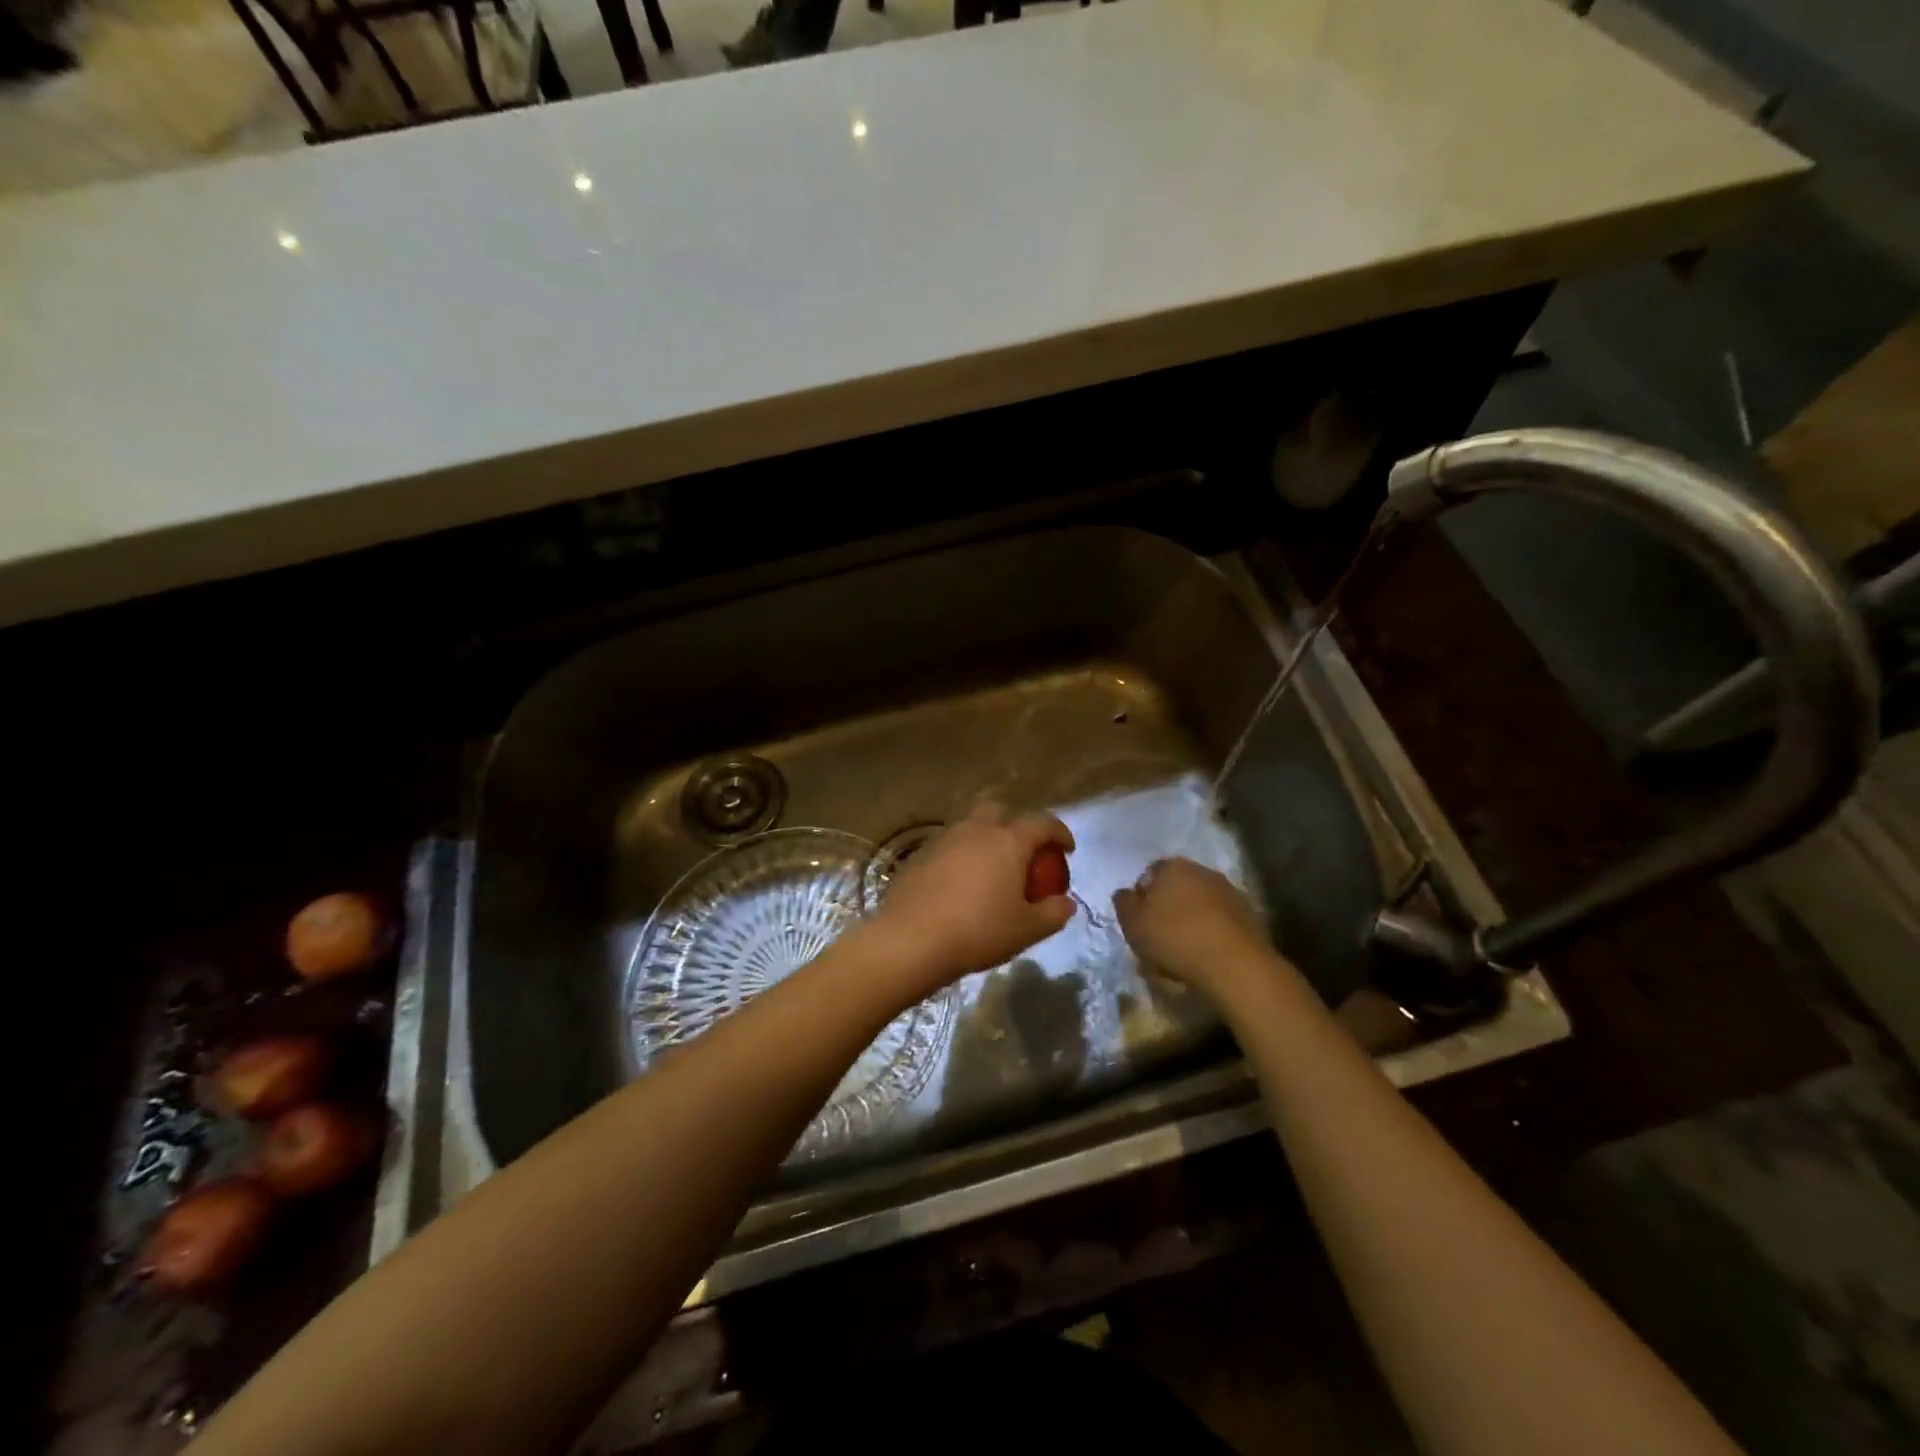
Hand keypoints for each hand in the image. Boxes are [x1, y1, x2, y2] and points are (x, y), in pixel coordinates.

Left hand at [864, 803, 1075, 993]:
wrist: (911, 939)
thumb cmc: (978, 931)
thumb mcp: (1027, 930)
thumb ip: (1054, 913)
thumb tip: (1066, 903)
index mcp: (1008, 840)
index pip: (1042, 822)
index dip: (1060, 833)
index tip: (1067, 849)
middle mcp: (976, 829)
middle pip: (1000, 809)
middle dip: (1016, 823)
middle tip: (1024, 851)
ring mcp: (944, 839)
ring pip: (970, 825)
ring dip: (986, 838)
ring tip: (992, 869)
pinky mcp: (920, 855)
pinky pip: (949, 846)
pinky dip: (961, 856)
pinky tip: (961, 884)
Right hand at [1112, 858, 1271, 996]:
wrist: (1234, 964)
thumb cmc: (1174, 938)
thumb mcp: (1132, 924)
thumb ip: (1123, 903)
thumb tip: (1126, 893)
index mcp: (1171, 867)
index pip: (1149, 874)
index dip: (1142, 897)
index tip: (1140, 922)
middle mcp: (1201, 871)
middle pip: (1177, 887)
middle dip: (1168, 906)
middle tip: (1160, 935)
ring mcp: (1228, 891)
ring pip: (1200, 903)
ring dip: (1191, 919)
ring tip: (1184, 949)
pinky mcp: (1249, 914)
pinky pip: (1220, 920)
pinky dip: (1212, 932)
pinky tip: (1206, 954)